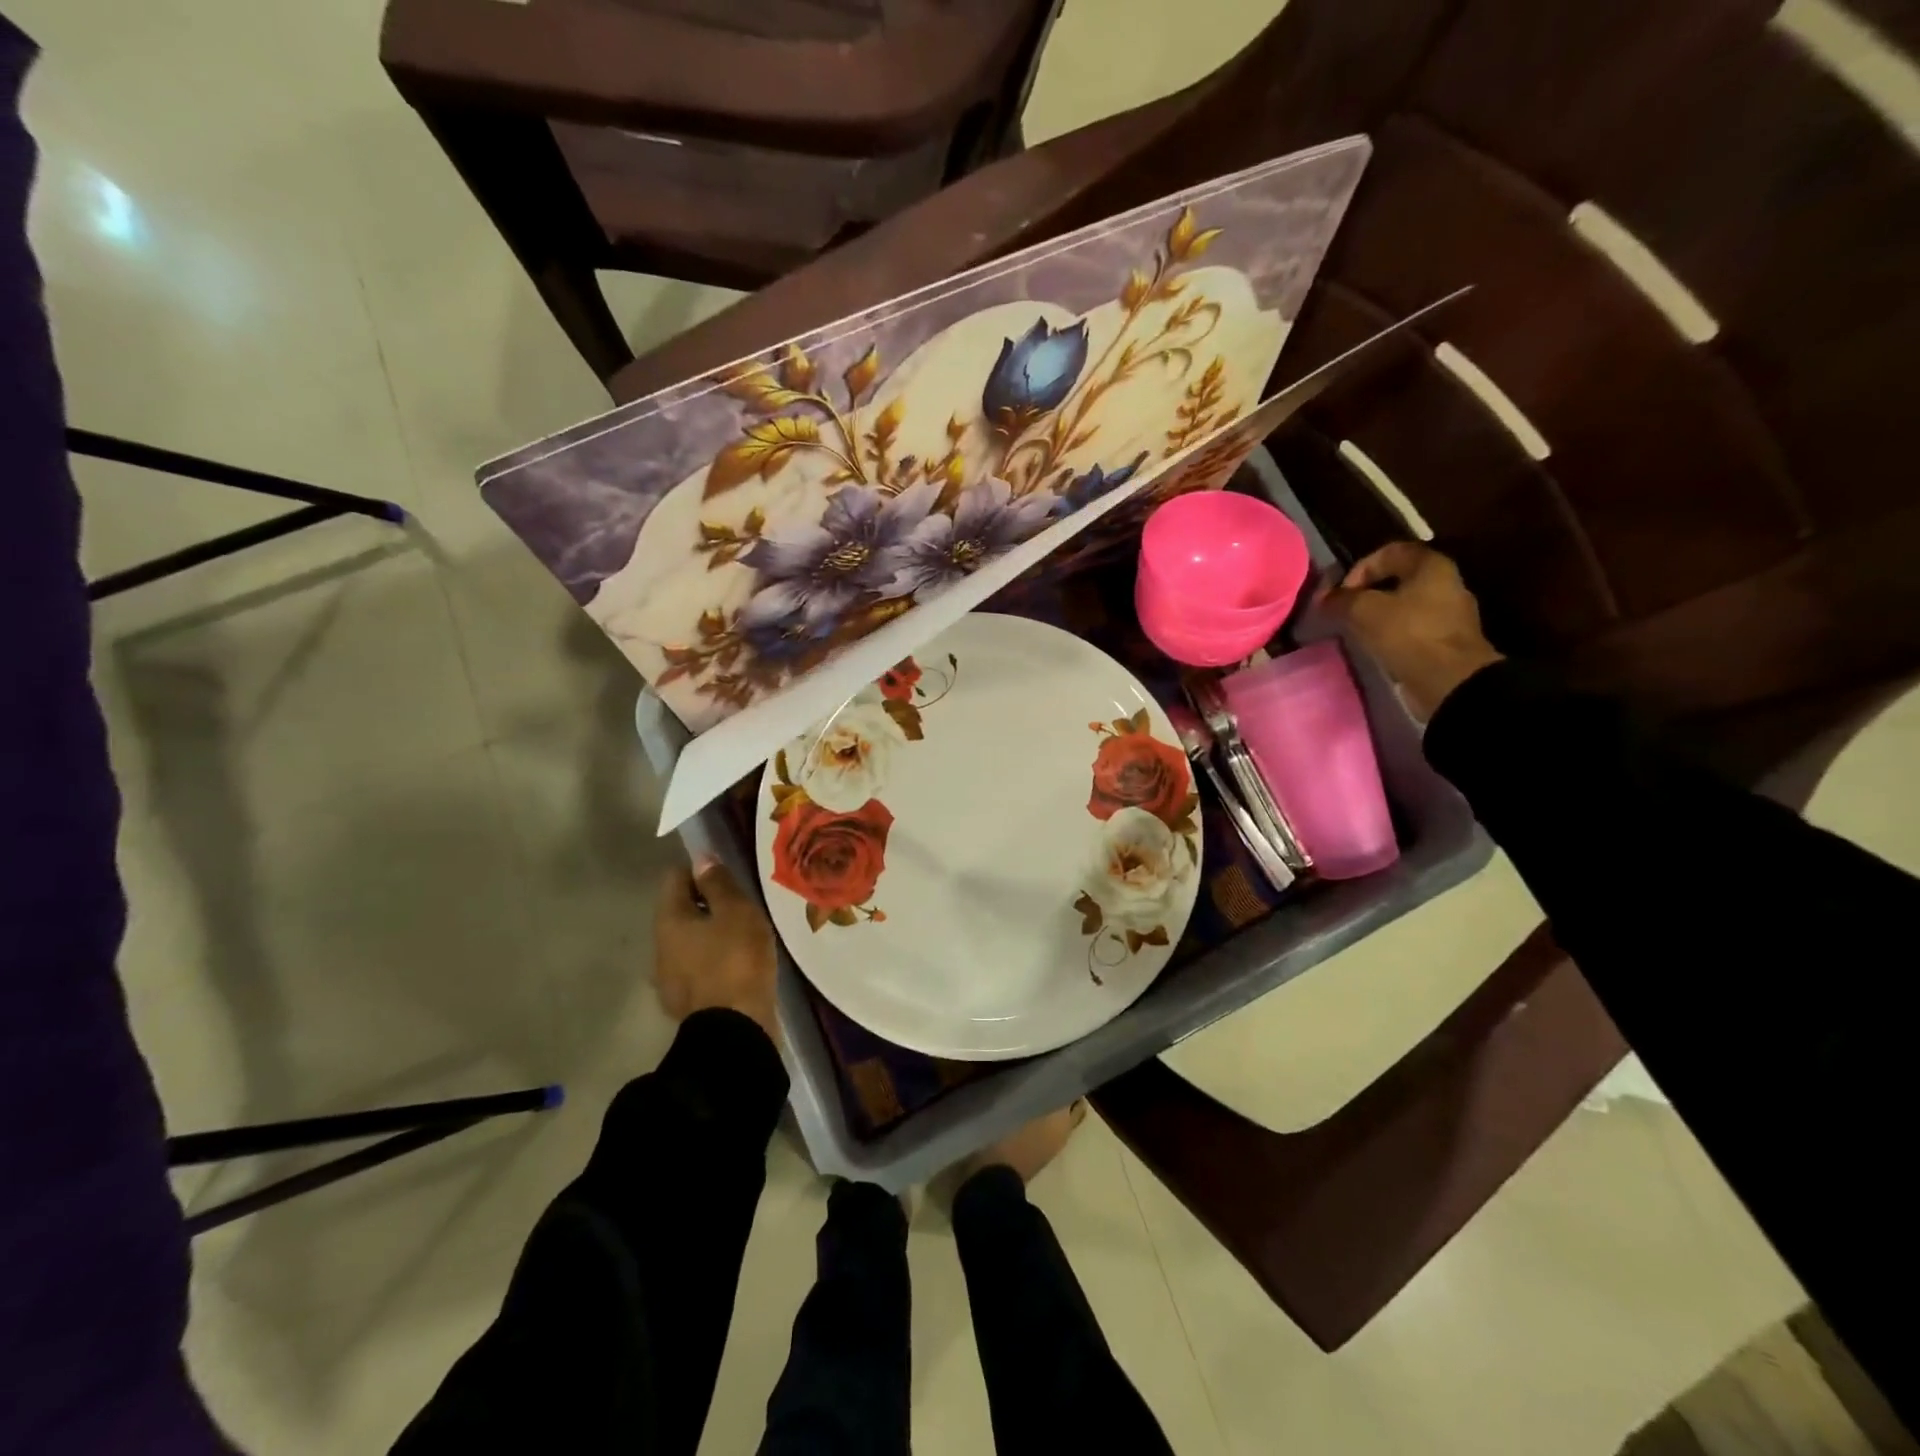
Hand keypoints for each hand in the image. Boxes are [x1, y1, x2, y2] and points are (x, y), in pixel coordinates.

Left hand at [654, 857, 779, 1044]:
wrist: (735, 1031)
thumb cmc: (736, 961)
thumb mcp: (736, 912)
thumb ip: (718, 884)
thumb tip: (702, 859)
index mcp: (669, 920)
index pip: (674, 877)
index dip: (700, 870)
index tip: (728, 876)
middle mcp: (660, 946)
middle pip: (680, 911)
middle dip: (706, 904)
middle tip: (741, 906)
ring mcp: (669, 978)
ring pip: (689, 941)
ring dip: (711, 935)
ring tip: (743, 937)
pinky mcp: (686, 1002)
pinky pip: (698, 968)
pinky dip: (715, 961)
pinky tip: (738, 966)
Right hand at [1321, 542, 1503, 717]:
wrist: (1451, 680)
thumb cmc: (1409, 634)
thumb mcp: (1364, 611)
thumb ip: (1341, 599)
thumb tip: (1324, 598)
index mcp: (1431, 565)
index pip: (1390, 551)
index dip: (1359, 568)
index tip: (1342, 593)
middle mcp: (1446, 583)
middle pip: (1398, 579)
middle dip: (1367, 593)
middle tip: (1345, 611)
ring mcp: (1450, 613)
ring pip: (1405, 605)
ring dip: (1378, 615)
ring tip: (1357, 631)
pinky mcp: (1447, 640)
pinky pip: (1413, 628)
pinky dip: (1392, 634)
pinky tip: (1378, 647)